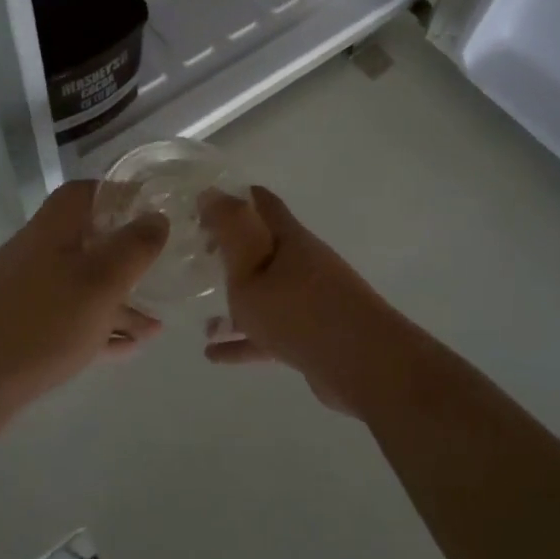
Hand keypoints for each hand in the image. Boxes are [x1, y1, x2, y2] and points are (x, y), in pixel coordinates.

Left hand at [0, 181, 168, 413]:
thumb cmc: (41, 323)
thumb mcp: (101, 282)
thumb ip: (134, 247)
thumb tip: (156, 218)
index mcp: (53, 229)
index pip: (86, 192)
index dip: (120, 195)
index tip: (152, 211)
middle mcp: (37, 251)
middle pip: (88, 240)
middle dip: (126, 256)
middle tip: (160, 271)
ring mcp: (26, 290)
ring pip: (82, 284)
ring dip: (119, 300)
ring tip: (155, 326)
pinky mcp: (20, 326)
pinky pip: (69, 317)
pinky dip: (98, 325)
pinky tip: (126, 347)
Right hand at [199, 186, 421, 416]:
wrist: (364, 365)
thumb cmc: (298, 312)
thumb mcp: (250, 270)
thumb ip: (229, 232)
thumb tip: (211, 192)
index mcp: (289, 238)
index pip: (260, 202)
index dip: (230, 199)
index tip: (198, 210)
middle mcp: (302, 262)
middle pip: (261, 247)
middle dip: (229, 250)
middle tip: (195, 259)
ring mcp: (310, 299)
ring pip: (263, 292)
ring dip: (233, 300)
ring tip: (200, 314)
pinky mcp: (312, 334)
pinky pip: (269, 330)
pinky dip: (242, 339)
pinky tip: (213, 354)